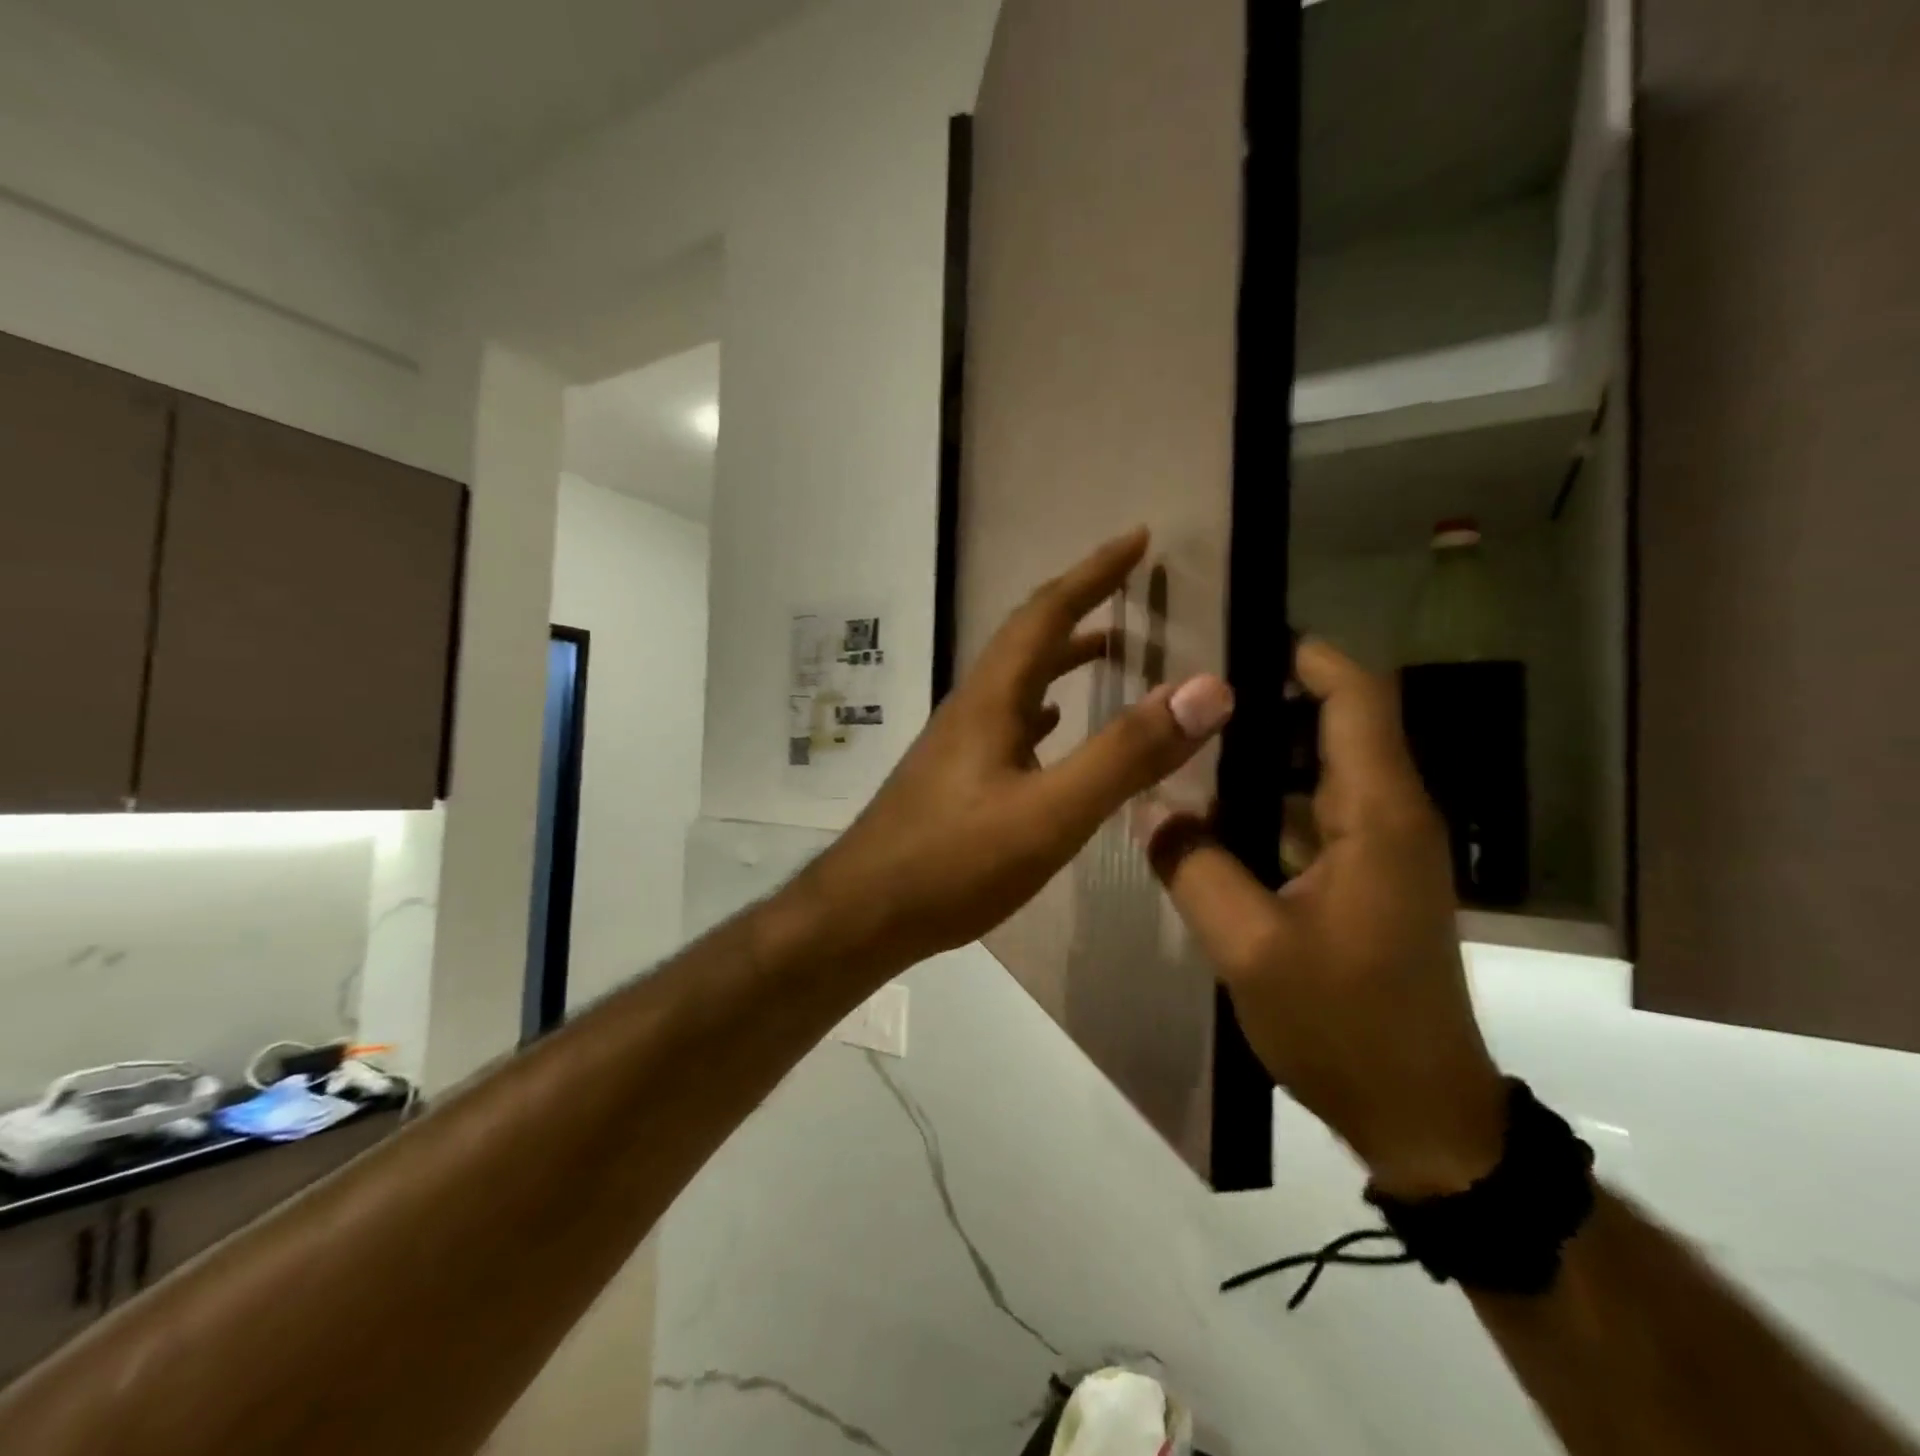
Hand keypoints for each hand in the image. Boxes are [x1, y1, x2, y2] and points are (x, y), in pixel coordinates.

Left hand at [802, 528, 1234, 977]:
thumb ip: (1126, 755)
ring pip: (1016, 680)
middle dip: (1078, 602)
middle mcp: (972, 708)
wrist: (864, 913)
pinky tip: (1054, 727)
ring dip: (1061, 655)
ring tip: (1106, 648)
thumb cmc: (954, 862)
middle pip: (1027, 637)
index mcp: (992, 699)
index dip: (1094, 572)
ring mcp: (959, 743)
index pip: (1047, 612)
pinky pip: (1008, 722)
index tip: (1137, 540)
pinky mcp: (955, 777)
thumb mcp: (1050, 813)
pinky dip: (1042, 708)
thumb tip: (1206, 690)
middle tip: (1126, 586)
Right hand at [1143, 639, 1505, 1196]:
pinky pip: (1319, 815)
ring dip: (1269, 749)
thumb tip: (1153, 810)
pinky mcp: (1370, 883)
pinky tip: (1217, 811)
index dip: (1310, 658)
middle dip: (1274, 697)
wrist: (1420, 1114)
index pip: (1357, 701)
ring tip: (1194, 737)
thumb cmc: (1344, 1025)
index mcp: (1378, 816)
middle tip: (1195, 688)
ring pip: (1327, 771)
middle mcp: (1391, 818)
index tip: (1244, 635)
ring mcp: (1384, 853)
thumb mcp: (1250, 948)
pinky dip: (1273, 797)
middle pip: (1343, 725)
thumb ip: (1195, 868)